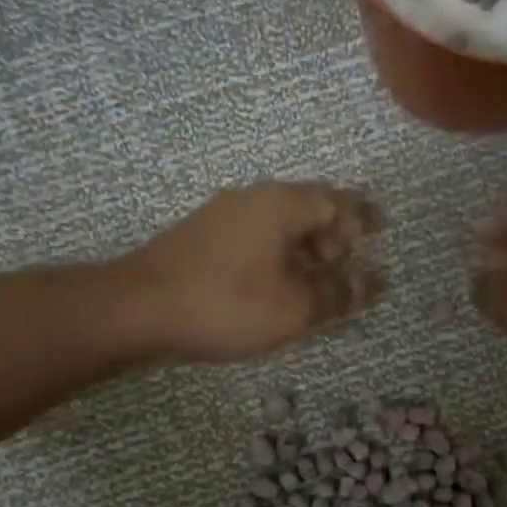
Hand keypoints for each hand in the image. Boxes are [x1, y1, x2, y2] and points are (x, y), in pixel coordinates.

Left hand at [123, 182, 383, 362]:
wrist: (136, 308)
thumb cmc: (225, 303)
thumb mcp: (293, 308)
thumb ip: (336, 294)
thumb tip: (370, 284)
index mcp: (280, 203)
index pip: (334, 200)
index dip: (357, 225)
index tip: (364, 256)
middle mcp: (252, 198)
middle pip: (306, 207)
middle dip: (330, 237)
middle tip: (338, 272)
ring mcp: (222, 215)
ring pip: (277, 223)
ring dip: (302, 250)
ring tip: (309, 287)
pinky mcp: (201, 237)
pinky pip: (254, 237)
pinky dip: (274, 256)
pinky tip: (272, 288)